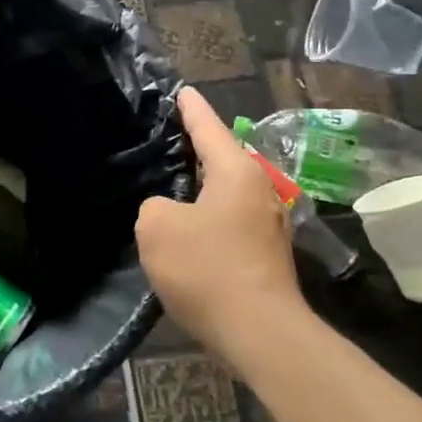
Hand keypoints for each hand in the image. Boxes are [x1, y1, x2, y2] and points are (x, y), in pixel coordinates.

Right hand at [137, 88, 300, 351]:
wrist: (259, 331)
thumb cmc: (208, 268)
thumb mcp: (157, 227)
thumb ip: (154, 206)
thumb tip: (168, 211)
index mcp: (235, 171)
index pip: (208, 126)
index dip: (190, 108)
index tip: (181, 91)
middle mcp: (259, 189)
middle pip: (220, 158)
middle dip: (195, 148)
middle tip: (164, 140)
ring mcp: (266, 222)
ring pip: (225, 191)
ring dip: (200, 187)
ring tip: (170, 183)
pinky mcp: (264, 252)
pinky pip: (229, 219)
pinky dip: (207, 216)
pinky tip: (187, 229)